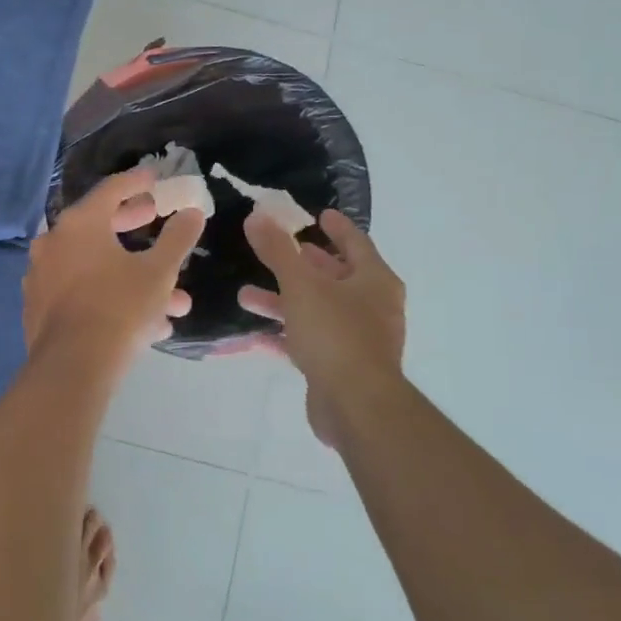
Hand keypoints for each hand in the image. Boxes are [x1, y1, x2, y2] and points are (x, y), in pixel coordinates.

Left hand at [24, 169, 204, 370]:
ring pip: (94, 265)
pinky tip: (143, 322)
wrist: (72, 367)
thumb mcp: (159, 272)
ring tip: (172, 299)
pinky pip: (80, 290)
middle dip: (133, 225)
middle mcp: (53, 241)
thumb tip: (193, 213)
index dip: (136, 182)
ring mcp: (41, 275)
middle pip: (98, 224)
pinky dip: (108, 295)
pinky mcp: (38, 306)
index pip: (111, 190)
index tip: (153, 177)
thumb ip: (177, 238)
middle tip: (155, 219)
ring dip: (130, 274)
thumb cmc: (119, 308)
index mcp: (79, 223)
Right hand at [238, 210, 405, 448]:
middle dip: (302, 265)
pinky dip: (286, 334)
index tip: (319, 214)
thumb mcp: (301, 285)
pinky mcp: (341, 367)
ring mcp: (358, 339)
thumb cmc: (335, 334)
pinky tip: (256, 333)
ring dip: (283, 301)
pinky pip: (310, 341)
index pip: (356, 242)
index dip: (336, 227)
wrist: (356, 406)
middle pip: (335, 277)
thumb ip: (278, 250)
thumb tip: (257, 216)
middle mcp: (373, 307)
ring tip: (246, 295)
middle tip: (278, 250)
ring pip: (317, 310)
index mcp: (374, 281)